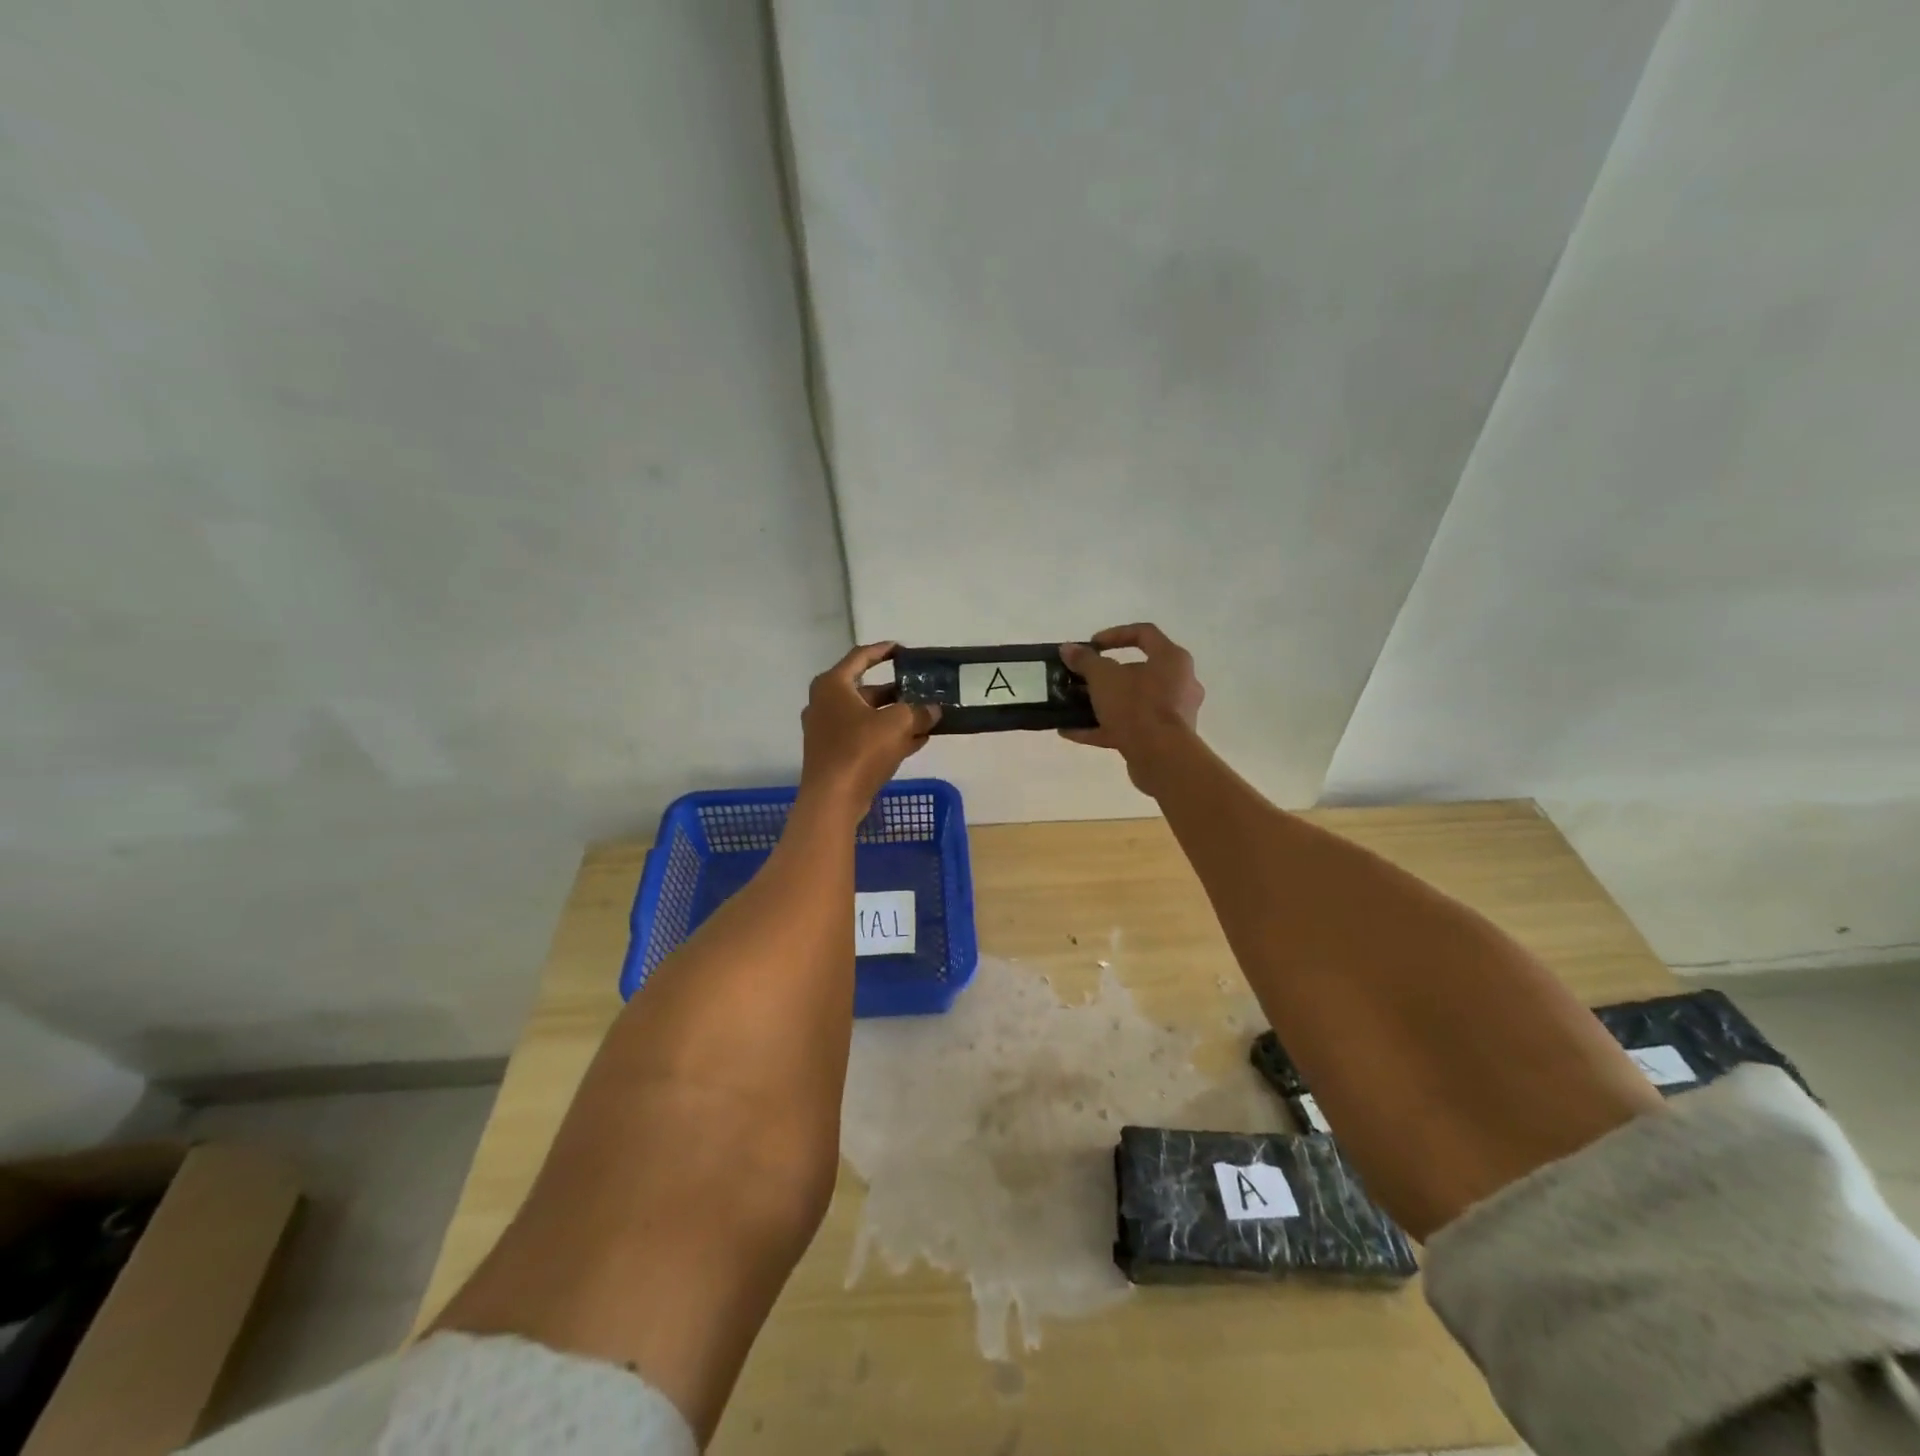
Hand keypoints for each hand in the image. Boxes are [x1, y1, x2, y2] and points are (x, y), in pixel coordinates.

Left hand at [800, 642, 939, 813]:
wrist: (832, 799)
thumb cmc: (860, 750)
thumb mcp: (898, 724)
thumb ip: (919, 712)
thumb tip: (933, 710)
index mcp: (833, 685)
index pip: (860, 657)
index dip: (883, 650)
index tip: (903, 650)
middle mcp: (824, 703)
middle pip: (865, 690)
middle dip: (896, 692)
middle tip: (921, 689)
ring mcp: (826, 730)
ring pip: (867, 716)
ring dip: (895, 717)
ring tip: (926, 717)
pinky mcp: (833, 754)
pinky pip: (864, 737)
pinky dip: (887, 736)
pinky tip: (916, 741)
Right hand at [1059, 624, 1204, 794]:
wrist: (1162, 758)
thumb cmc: (1137, 706)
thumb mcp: (1103, 677)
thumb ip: (1084, 661)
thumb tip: (1067, 649)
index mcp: (1171, 659)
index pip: (1144, 634)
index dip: (1115, 634)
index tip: (1091, 645)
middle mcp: (1178, 683)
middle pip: (1137, 671)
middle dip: (1104, 676)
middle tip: (1081, 680)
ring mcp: (1172, 714)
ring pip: (1132, 702)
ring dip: (1101, 704)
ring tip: (1073, 706)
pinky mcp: (1162, 739)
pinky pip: (1129, 727)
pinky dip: (1102, 728)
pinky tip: (1072, 732)